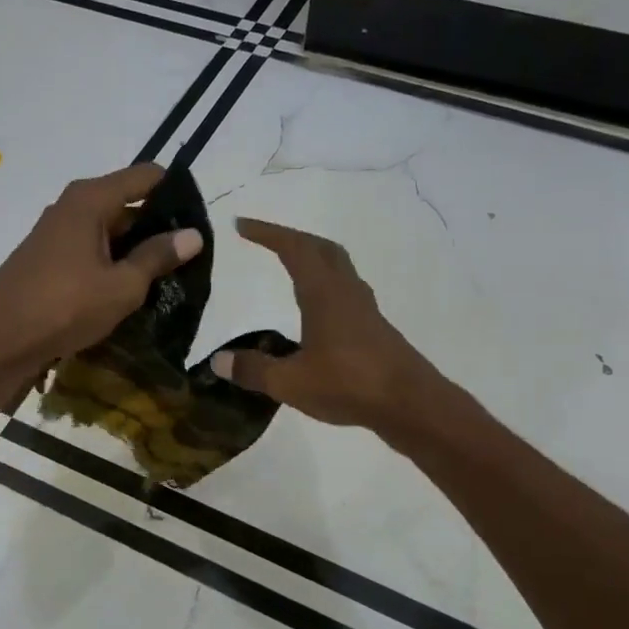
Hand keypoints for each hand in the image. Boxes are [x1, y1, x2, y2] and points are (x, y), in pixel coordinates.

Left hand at [0, 163, 201, 379]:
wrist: (0, 341)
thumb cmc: (65, 307)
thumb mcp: (122, 286)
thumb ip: (157, 256)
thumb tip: (193, 234)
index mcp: (90, 199)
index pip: (145, 177)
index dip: (175, 191)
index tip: (200, 218)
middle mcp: (70, 206)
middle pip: (126, 203)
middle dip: (157, 226)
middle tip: (189, 256)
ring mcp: (55, 233)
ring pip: (107, 231)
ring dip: (134, 250)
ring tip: (165, 276)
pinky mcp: (46, 259)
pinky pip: (89, 250)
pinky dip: (110, 263)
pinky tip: (126, 289)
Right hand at [210, 218, 434, 428]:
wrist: (410, 404)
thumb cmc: (349, 384)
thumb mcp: (290, 382)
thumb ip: (253, 370)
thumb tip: (218, 361)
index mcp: (324, 293)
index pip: (293, 248)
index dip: (267, 233)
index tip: (241, 224)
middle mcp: (346, 292)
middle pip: (321, 249)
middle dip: (292, 238)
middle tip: (267, 239)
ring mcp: (364, 309)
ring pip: (337, 268)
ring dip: (313, 258)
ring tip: (290, 266)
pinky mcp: (374, 329)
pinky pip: (345, 291)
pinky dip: (324, 285)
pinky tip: (316, 310)